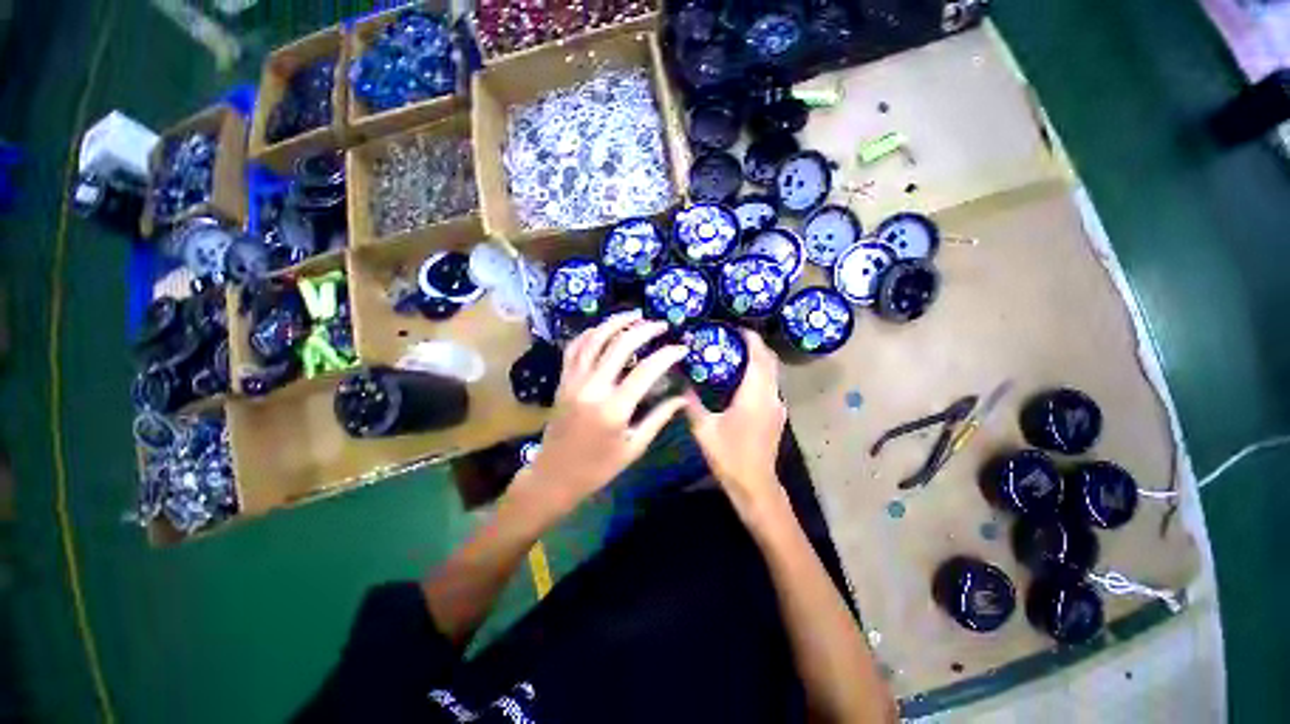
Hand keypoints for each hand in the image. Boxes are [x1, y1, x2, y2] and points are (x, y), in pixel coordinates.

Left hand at [520, 312, 688, 516]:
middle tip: (661, 325)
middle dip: (644, 330)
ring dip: (616, 322)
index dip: (667, 355)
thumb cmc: (598, 468)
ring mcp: (573, 381)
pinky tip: (603, 328)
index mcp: (614, 408)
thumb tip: (683, 397)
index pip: (646, 370)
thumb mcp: (634, 447)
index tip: (681, 348)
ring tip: (635, 315)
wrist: (554, 476)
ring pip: (594, 339)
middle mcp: (592, 387)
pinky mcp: (562, 380)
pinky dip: (590, 333)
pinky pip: (574, 347)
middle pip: (620, 345)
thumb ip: (659, 418)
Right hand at [686, 330, 787, 514]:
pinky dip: (759, 374)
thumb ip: (691, 402)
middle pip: (769, 360)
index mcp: (755, 394)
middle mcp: (771, 395)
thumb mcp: (704, 429)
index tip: (734, 327)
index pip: (758, 356)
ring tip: (733, 353)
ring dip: (757, 359)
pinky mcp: (777, 415)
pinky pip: (770, 385)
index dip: (750, 338)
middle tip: (731, 337)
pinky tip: (740, 379)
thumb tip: (679, 381)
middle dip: (754, 345)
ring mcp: (777, 406)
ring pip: (772, 373)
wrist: (755, 485)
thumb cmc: (729, 456)